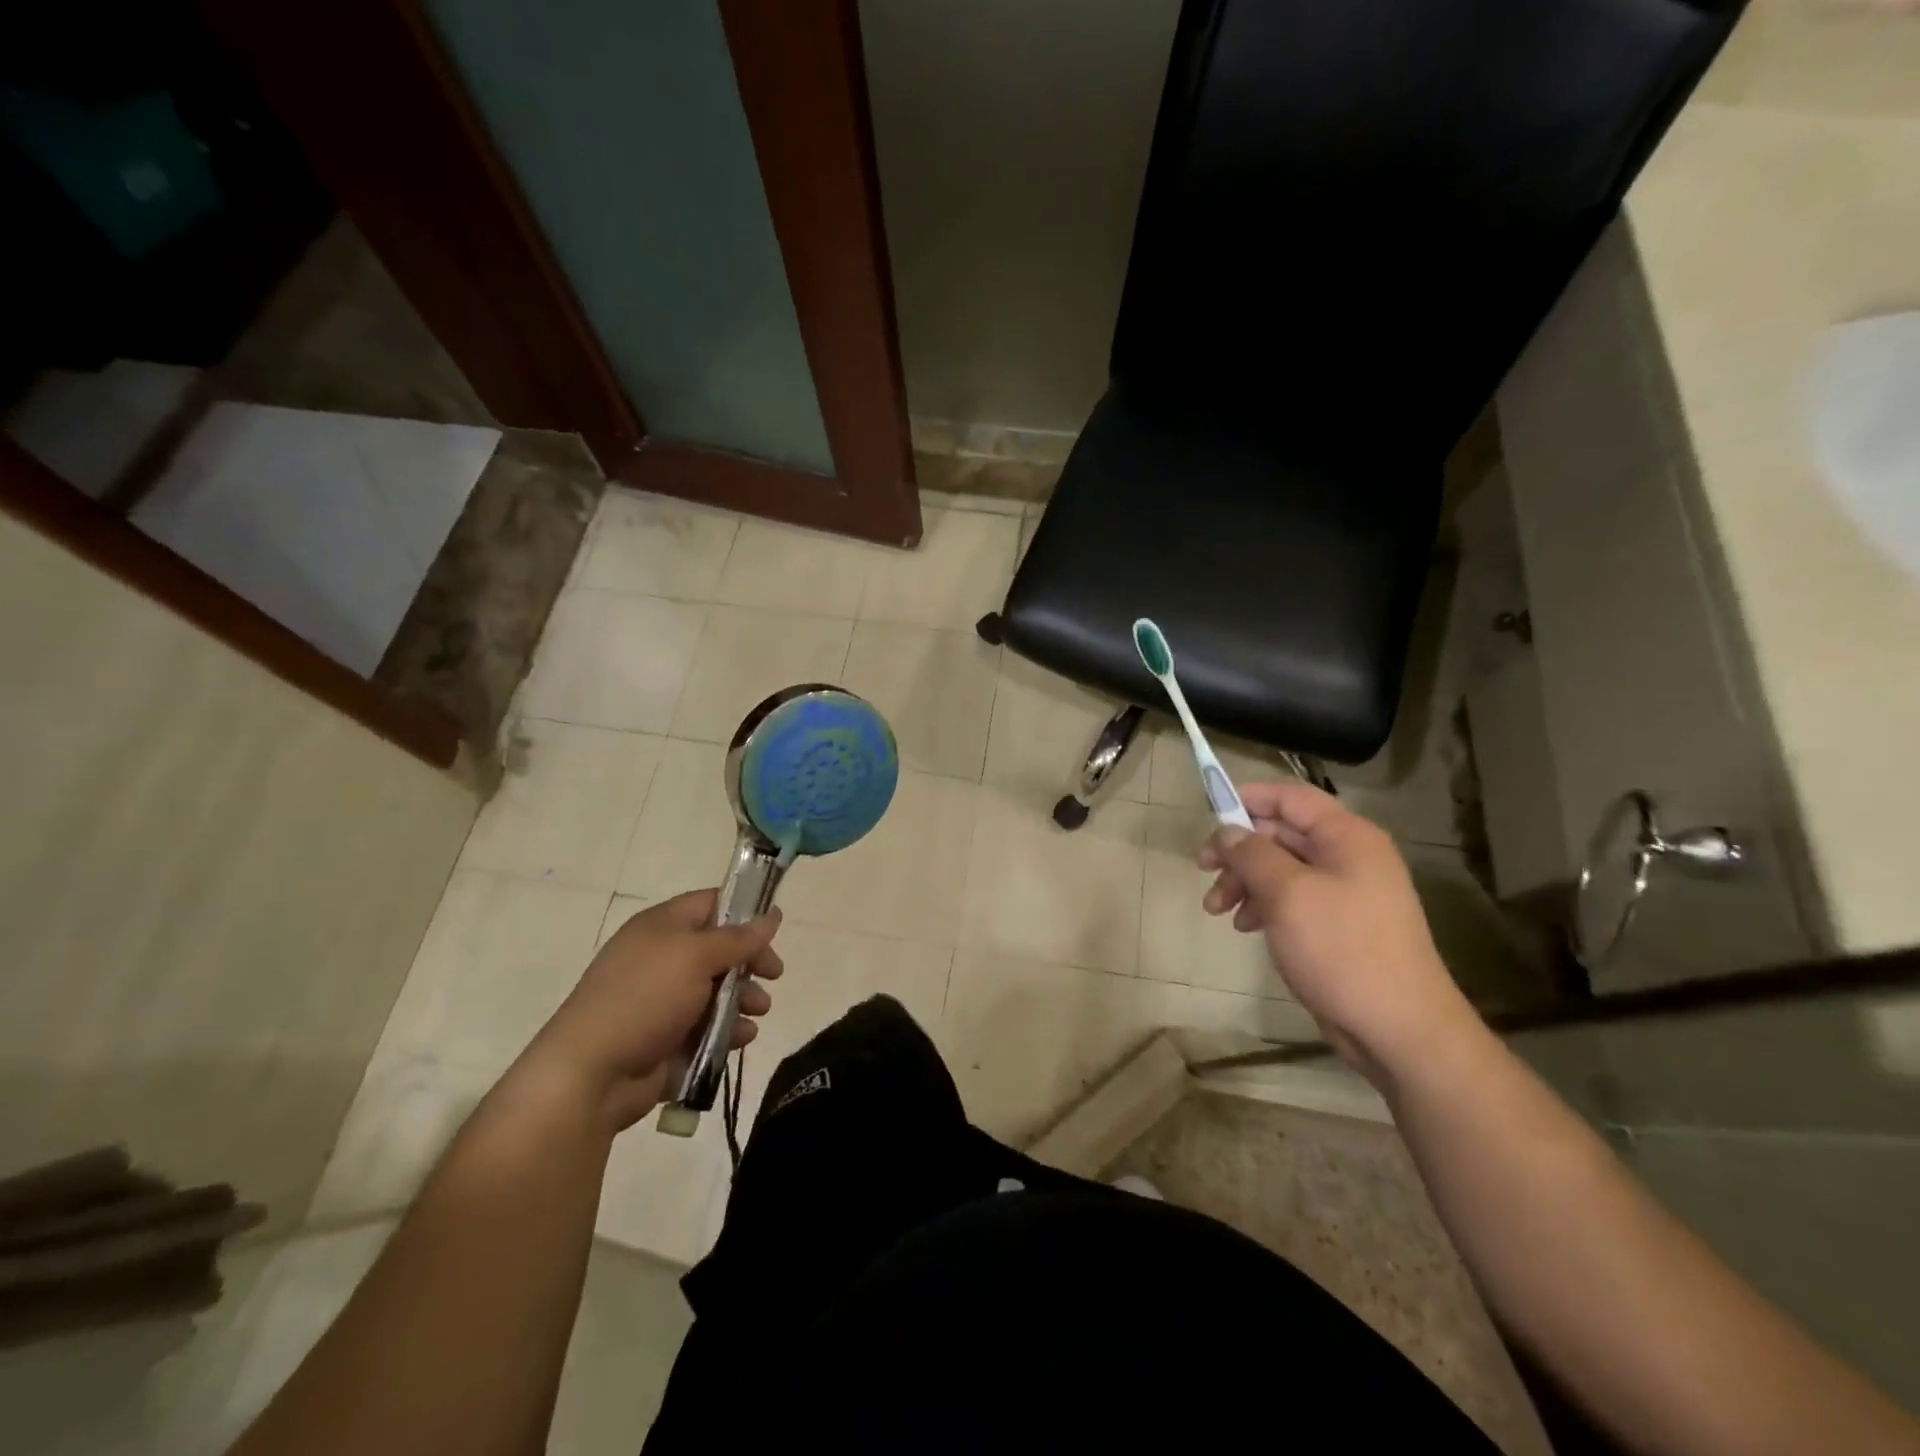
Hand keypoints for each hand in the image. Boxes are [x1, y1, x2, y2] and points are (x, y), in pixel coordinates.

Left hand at [521, 891, 782, 1130]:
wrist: (591, 1074)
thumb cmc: (644, 999)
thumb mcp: (696, 957)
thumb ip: (738, 938)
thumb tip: (771, 914)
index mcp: (662, 927)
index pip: (711, 904)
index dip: (744, 911)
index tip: (774, 929)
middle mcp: (663, 957)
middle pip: (720, 949)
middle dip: (750, 962)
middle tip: (774, 974)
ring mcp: (664, 1000)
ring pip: (718, 991)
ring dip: (745, 999)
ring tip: (758, 1011)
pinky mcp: (668, 1038)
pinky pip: (709, 1027)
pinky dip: (729, 1030)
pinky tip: (741, 1038)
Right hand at [1199, 781, 1473, 1081]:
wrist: (1398, 1029)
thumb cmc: (1341, 948)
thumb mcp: (1287, 894)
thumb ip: (1252, 854)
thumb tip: (1227, 831)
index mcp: (1346, 837)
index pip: (1291, 797)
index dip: (1249, 797)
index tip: (1209, 812)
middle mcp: (1349, 857)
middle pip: (1282, 834)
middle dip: (1239, 851)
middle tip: (1203, 869)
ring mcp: (1346, 892)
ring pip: (1281, 869)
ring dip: (1245, 882)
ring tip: (1216, 909)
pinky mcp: (1339, 925)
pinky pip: (1292, 899)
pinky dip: (1264, 905)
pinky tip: (1245, 927)